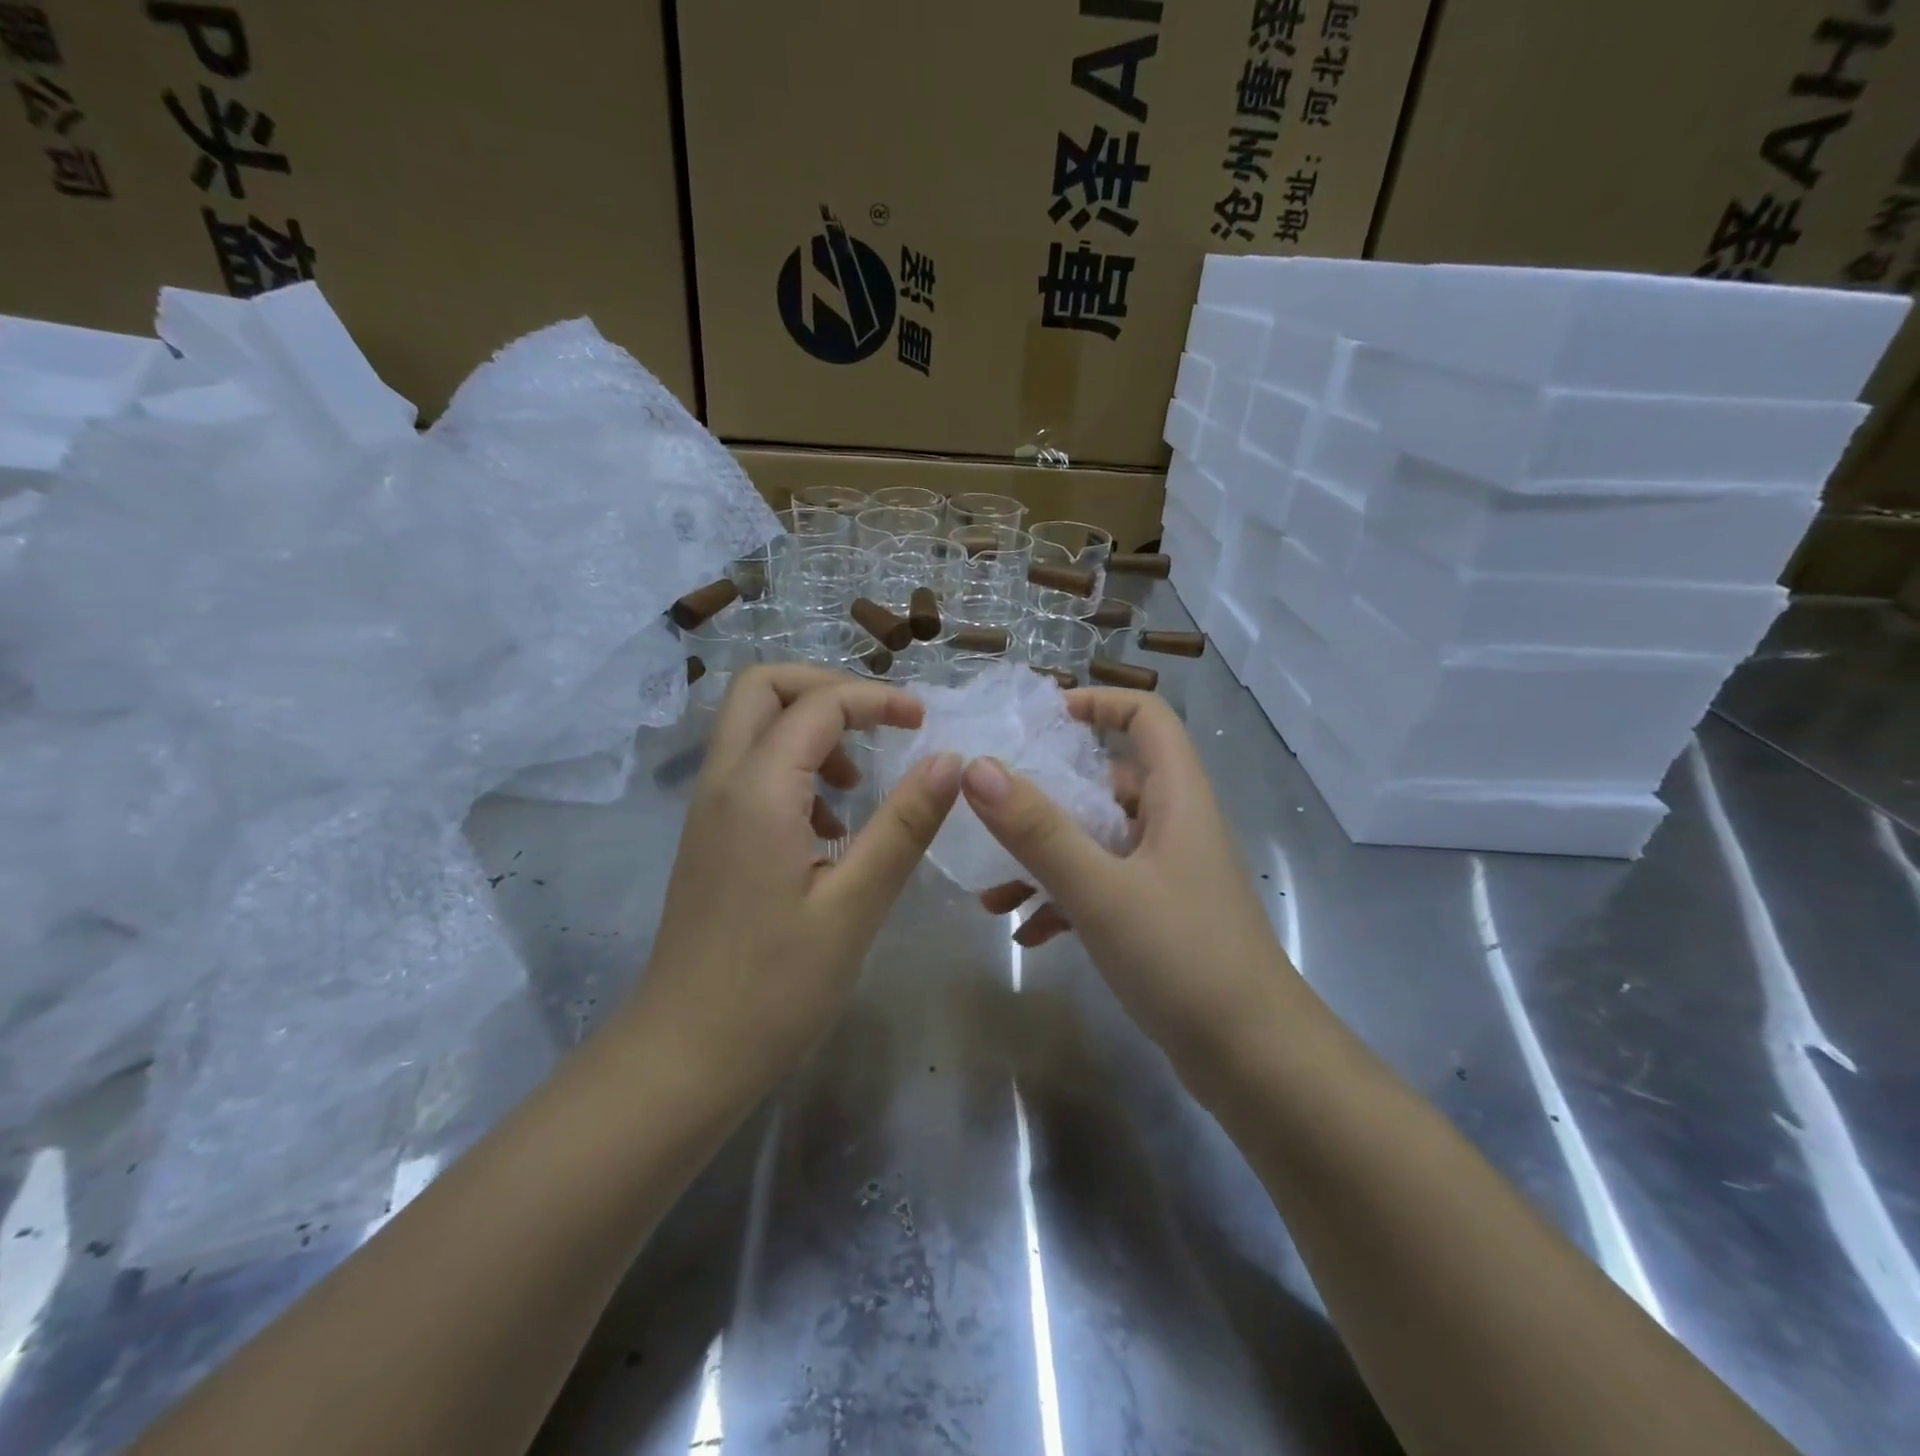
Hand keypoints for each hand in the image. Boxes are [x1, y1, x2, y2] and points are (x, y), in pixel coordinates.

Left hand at [631, 665, 960, 1098]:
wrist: (684, 1055)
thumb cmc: (775, 987)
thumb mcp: (855, 905)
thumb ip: (904, 825)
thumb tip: (950, 760)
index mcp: (758, 791)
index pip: (817, 705)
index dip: (876, 700)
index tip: (923, 723)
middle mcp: (722, 784)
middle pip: (762, 688)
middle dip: (826, 689)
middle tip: (878, 725)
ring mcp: (708, 811)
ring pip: (751, 726)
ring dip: (808, 729)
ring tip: (856, 784)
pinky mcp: (709, 838)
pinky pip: (748, 769)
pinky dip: (792, 767)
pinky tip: (828, 829)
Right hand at [963, 689, 1296, 1089]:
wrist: (1254, 1060)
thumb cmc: (1182, 957)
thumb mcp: (1100, 889)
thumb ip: (1038, 829)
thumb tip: (978, 769)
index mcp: (1178, 798)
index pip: (1147, 718)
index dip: (1099, 703)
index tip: (1040, 720)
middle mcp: (1176, 825)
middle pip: (1108, 783)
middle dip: (1046, 800)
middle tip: (989, 814)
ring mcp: (1169, 873)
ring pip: (1098, 843)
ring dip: (1046, 860)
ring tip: (992, 895)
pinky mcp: (1160, 917)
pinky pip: (1104, 889)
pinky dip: (1065, 901)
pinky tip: (1027, 935)